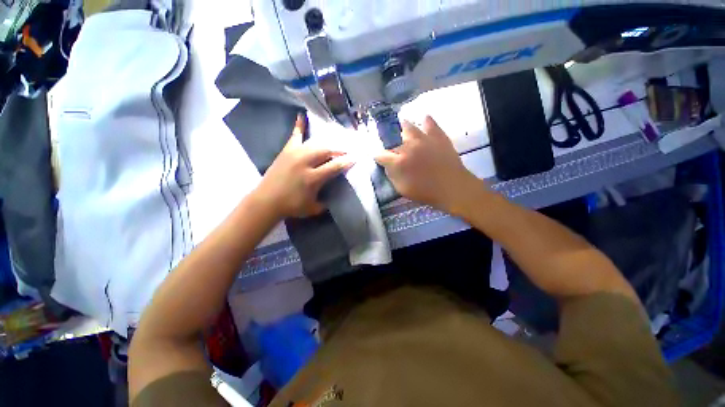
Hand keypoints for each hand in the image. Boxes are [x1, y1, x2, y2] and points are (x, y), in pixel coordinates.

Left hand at [256, 114, 353, 218]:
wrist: (266, 202)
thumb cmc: (291, 207)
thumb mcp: (313, 208)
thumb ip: (326, 202)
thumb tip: (334, 196)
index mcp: (312, 178)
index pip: (335, 166)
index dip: (347, 161)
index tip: (356, 157)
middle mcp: (304, 163)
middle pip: (327, 151)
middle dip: (340, 150)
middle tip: (348, 151)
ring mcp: (294, 154)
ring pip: (315, 144)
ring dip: (328, 143)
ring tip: (336, 144)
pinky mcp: (286, 151)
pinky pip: (294, 136)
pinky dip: (299, 126)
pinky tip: (302, 116)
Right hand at [375, 116, 479, 212]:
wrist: (453, 187)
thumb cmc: (426, 192)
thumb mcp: (402, 189)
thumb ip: (392, 176)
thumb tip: (388, 166)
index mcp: (398, 162)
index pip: (381, 155)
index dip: (378, 157)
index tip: (378, 158)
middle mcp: (408, 147)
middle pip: (393, 141)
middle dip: (390, 145)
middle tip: (392, 147)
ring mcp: (424, 139)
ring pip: (409, 127)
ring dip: (403, 127)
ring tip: (402, 125)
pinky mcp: (438, 136)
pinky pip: (430, 124)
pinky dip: (426, 121)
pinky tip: (425, 119)